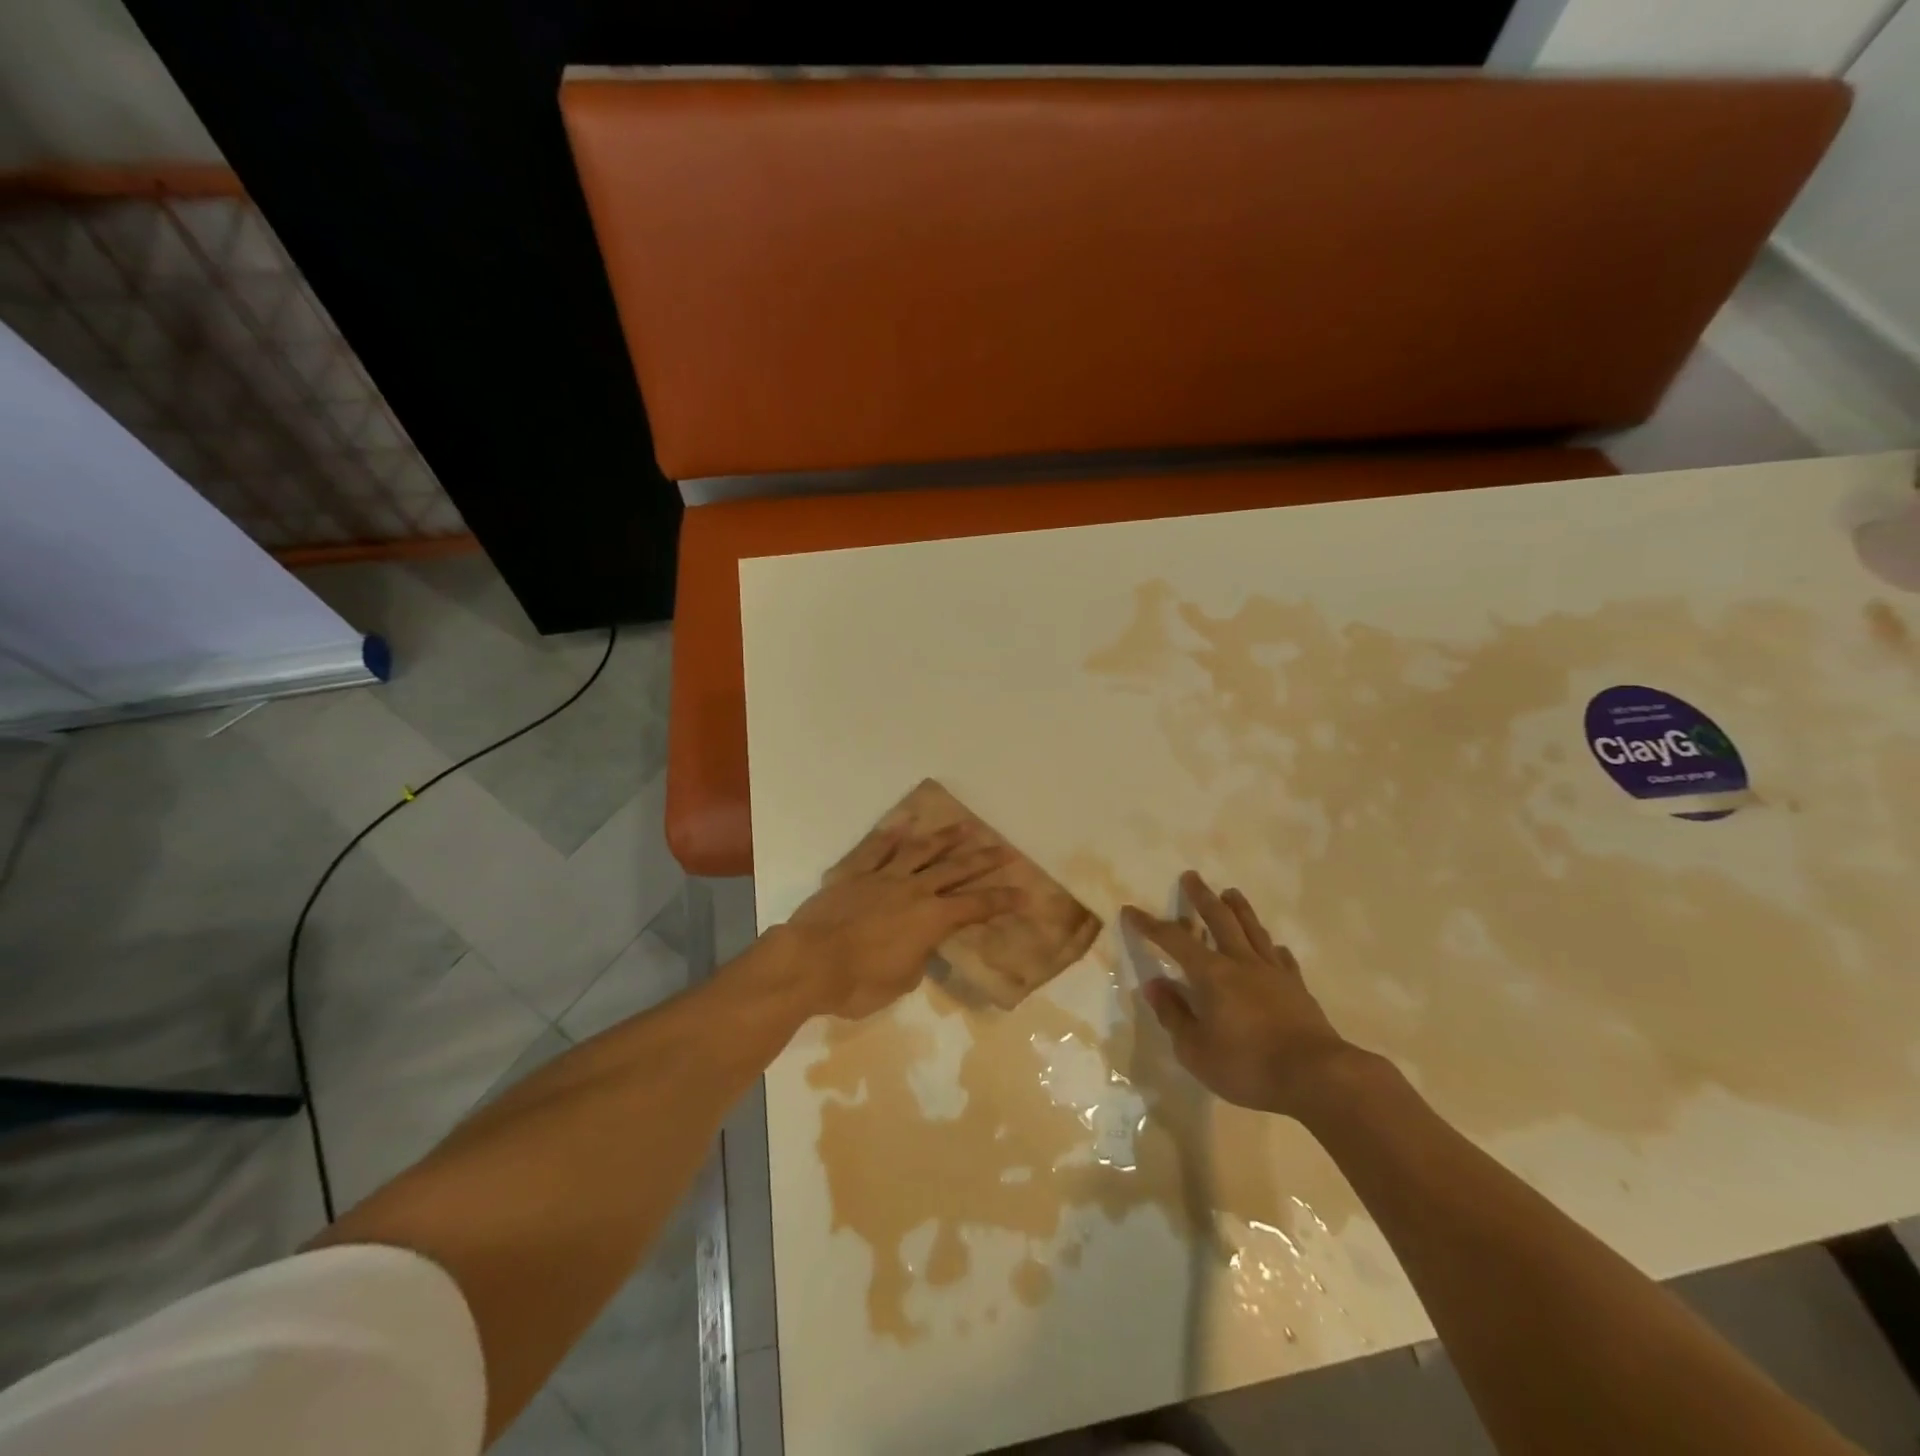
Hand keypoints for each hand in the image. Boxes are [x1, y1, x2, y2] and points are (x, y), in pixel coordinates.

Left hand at [779, 822, 1022, 1018]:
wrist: (809, 962)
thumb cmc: (858, 983)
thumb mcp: (901, 981)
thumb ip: (917, 957)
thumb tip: (918, 946)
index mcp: (931, 919)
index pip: (976, 907)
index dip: (1002, 901)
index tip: (1025, 893)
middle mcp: (913, 890)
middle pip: (955, 870)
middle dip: (983, 860)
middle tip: (1005, 849)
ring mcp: (882, 878)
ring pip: (920, 851)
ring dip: (944, 839)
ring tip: (964, 826)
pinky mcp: (853, 874)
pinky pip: (875, 850)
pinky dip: (890, 837)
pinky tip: (903, 825)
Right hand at [1125, 871, 1361, 1119]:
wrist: (1316, 1077)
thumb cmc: (1247, 1066)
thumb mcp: (1195, 1050)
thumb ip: (1173, 1015)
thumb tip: (1154, 985)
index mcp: (1211, 974)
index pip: (1173, 940)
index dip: (1150, 925)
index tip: (1132, 910)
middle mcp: (1241, 963)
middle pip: (1219, 919)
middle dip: (1202, 897)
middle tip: (1192, 876)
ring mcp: (1273, 973)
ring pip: (1253, 930)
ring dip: (1240, 909)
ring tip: (1231, 893)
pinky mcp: (1298, 989)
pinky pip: (1282, 959)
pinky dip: (1273, 948)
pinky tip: (1274, 947)